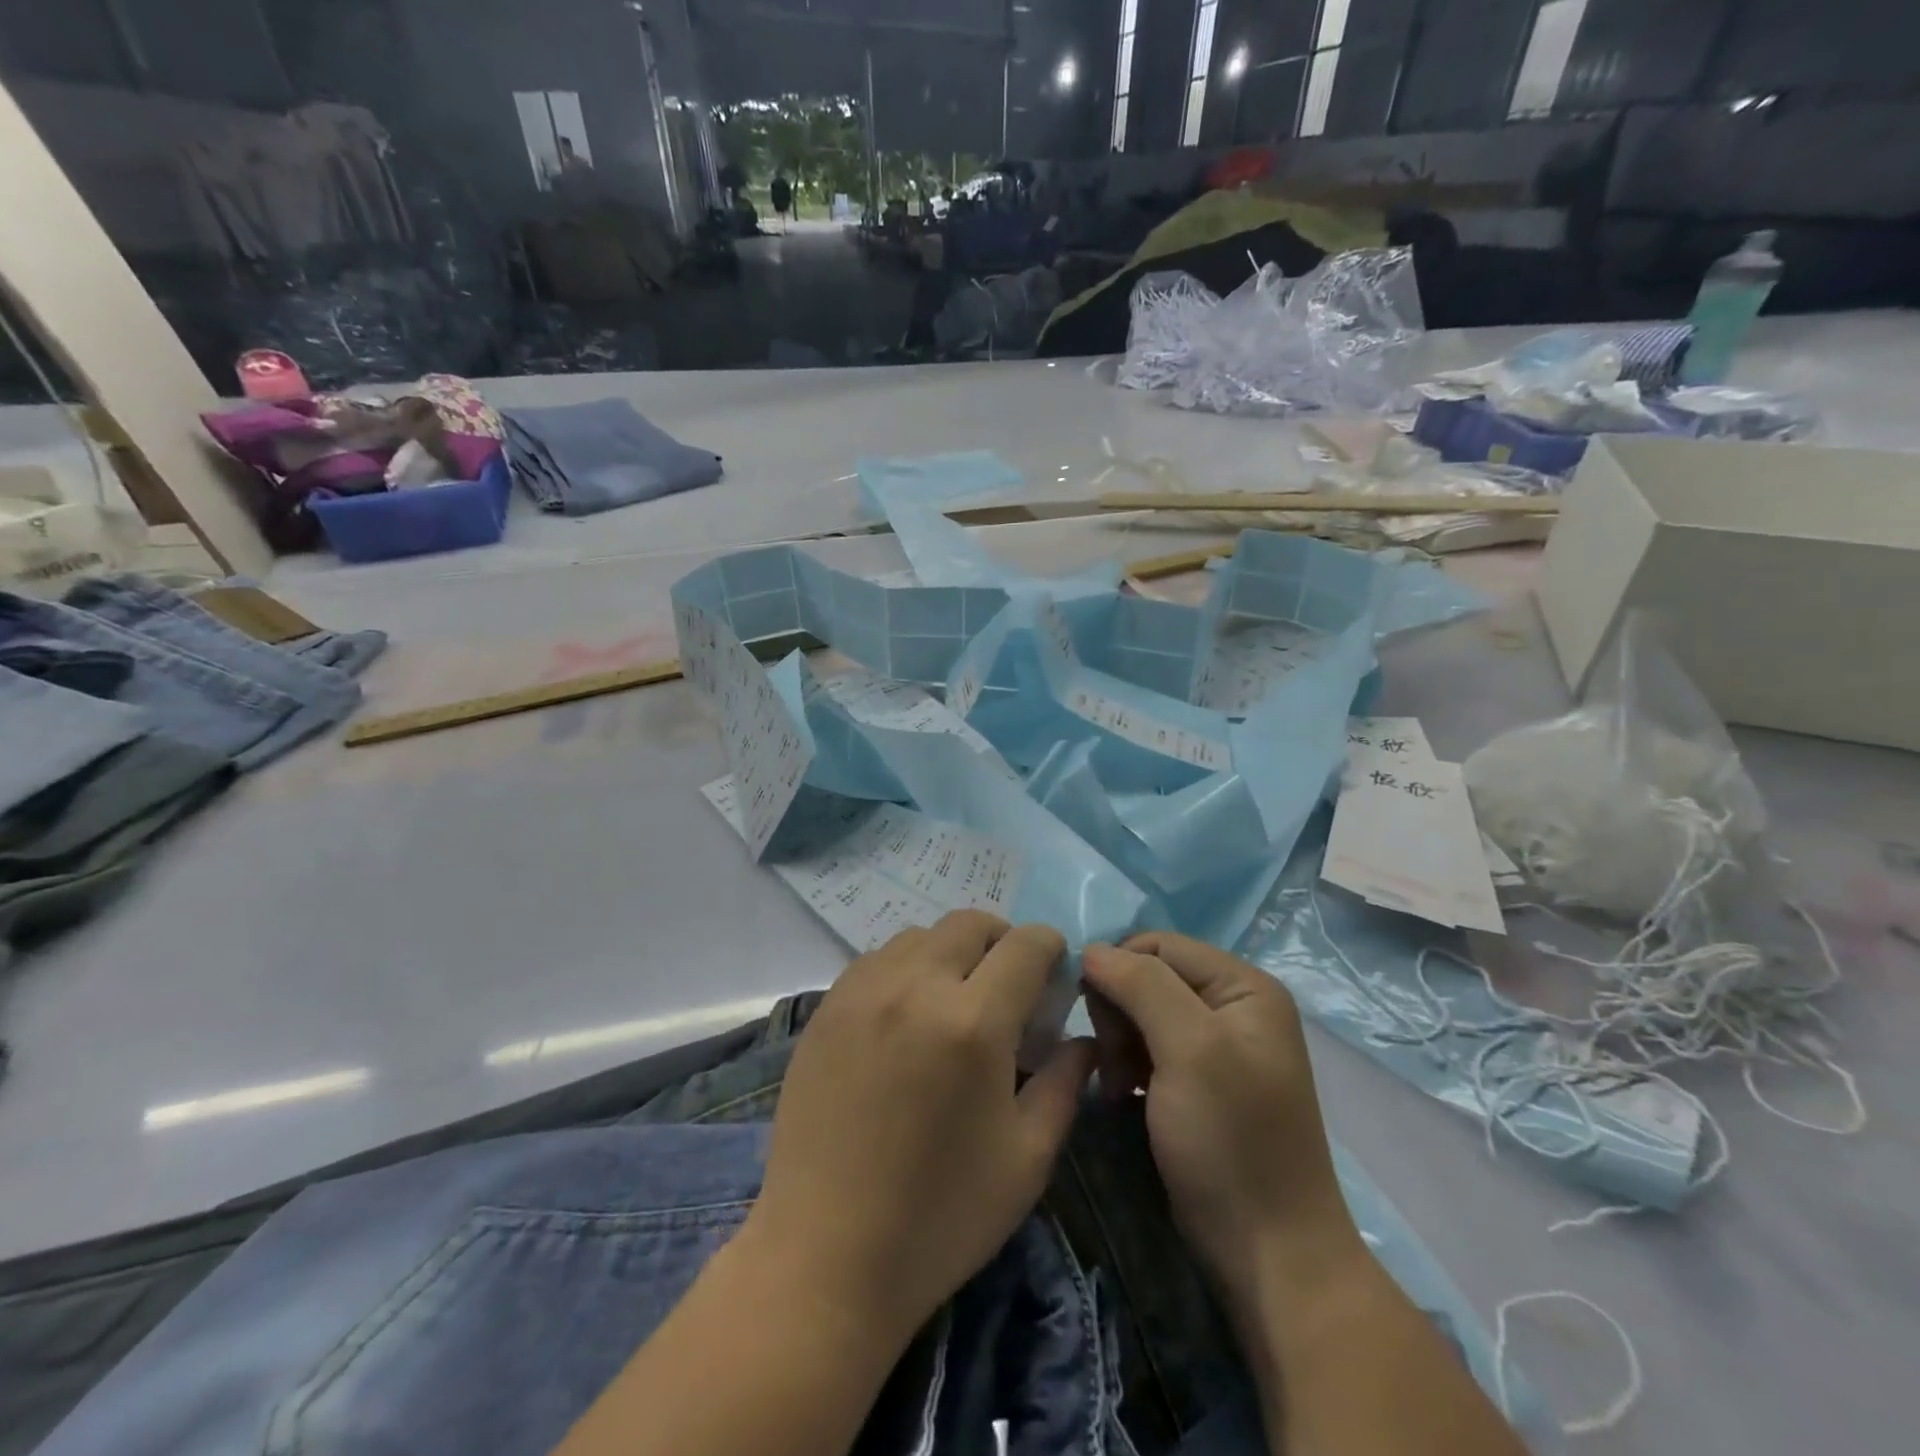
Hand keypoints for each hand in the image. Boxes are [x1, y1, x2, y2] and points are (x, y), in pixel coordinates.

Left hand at [743, 911, 1095, 1347]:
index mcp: (974, 1021)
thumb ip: (1064, 1083)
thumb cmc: (941, 1216)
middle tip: (1008, 987)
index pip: (1025, 944)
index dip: (1050, 948)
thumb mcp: (1027, 1158)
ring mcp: (863, 991)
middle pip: (969, 924)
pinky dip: (906, 968)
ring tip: (954, 1000)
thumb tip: (1083, 1038)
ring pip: (920, 935)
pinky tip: (906, 1016)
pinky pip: (877, 959)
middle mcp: (916, 986)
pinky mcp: (827, 1008)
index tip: (1054, 974)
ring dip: (950, 952)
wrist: (825, 1255)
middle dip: (1002, 941)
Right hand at [1081, 933, 1363, 1299]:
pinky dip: (1128, 1066)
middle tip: (1115, 1060)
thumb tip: (1092, 949)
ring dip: (1119, 1042)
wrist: (1268, 1254)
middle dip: (1119, 1012)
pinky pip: (1147, 1048)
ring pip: (1140, 1013)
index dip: (1118, 968)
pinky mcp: (1197, 1082)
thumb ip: (1142, 986)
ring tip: (1120, 1085)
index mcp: (1244, 986)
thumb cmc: (1232, 1141)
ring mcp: (1216, 1046)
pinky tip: (1125, 1096)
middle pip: (1148, 977)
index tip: (1093, 1015)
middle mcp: (1233, 1006)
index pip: (1158, 944)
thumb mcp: (1189, 1050)